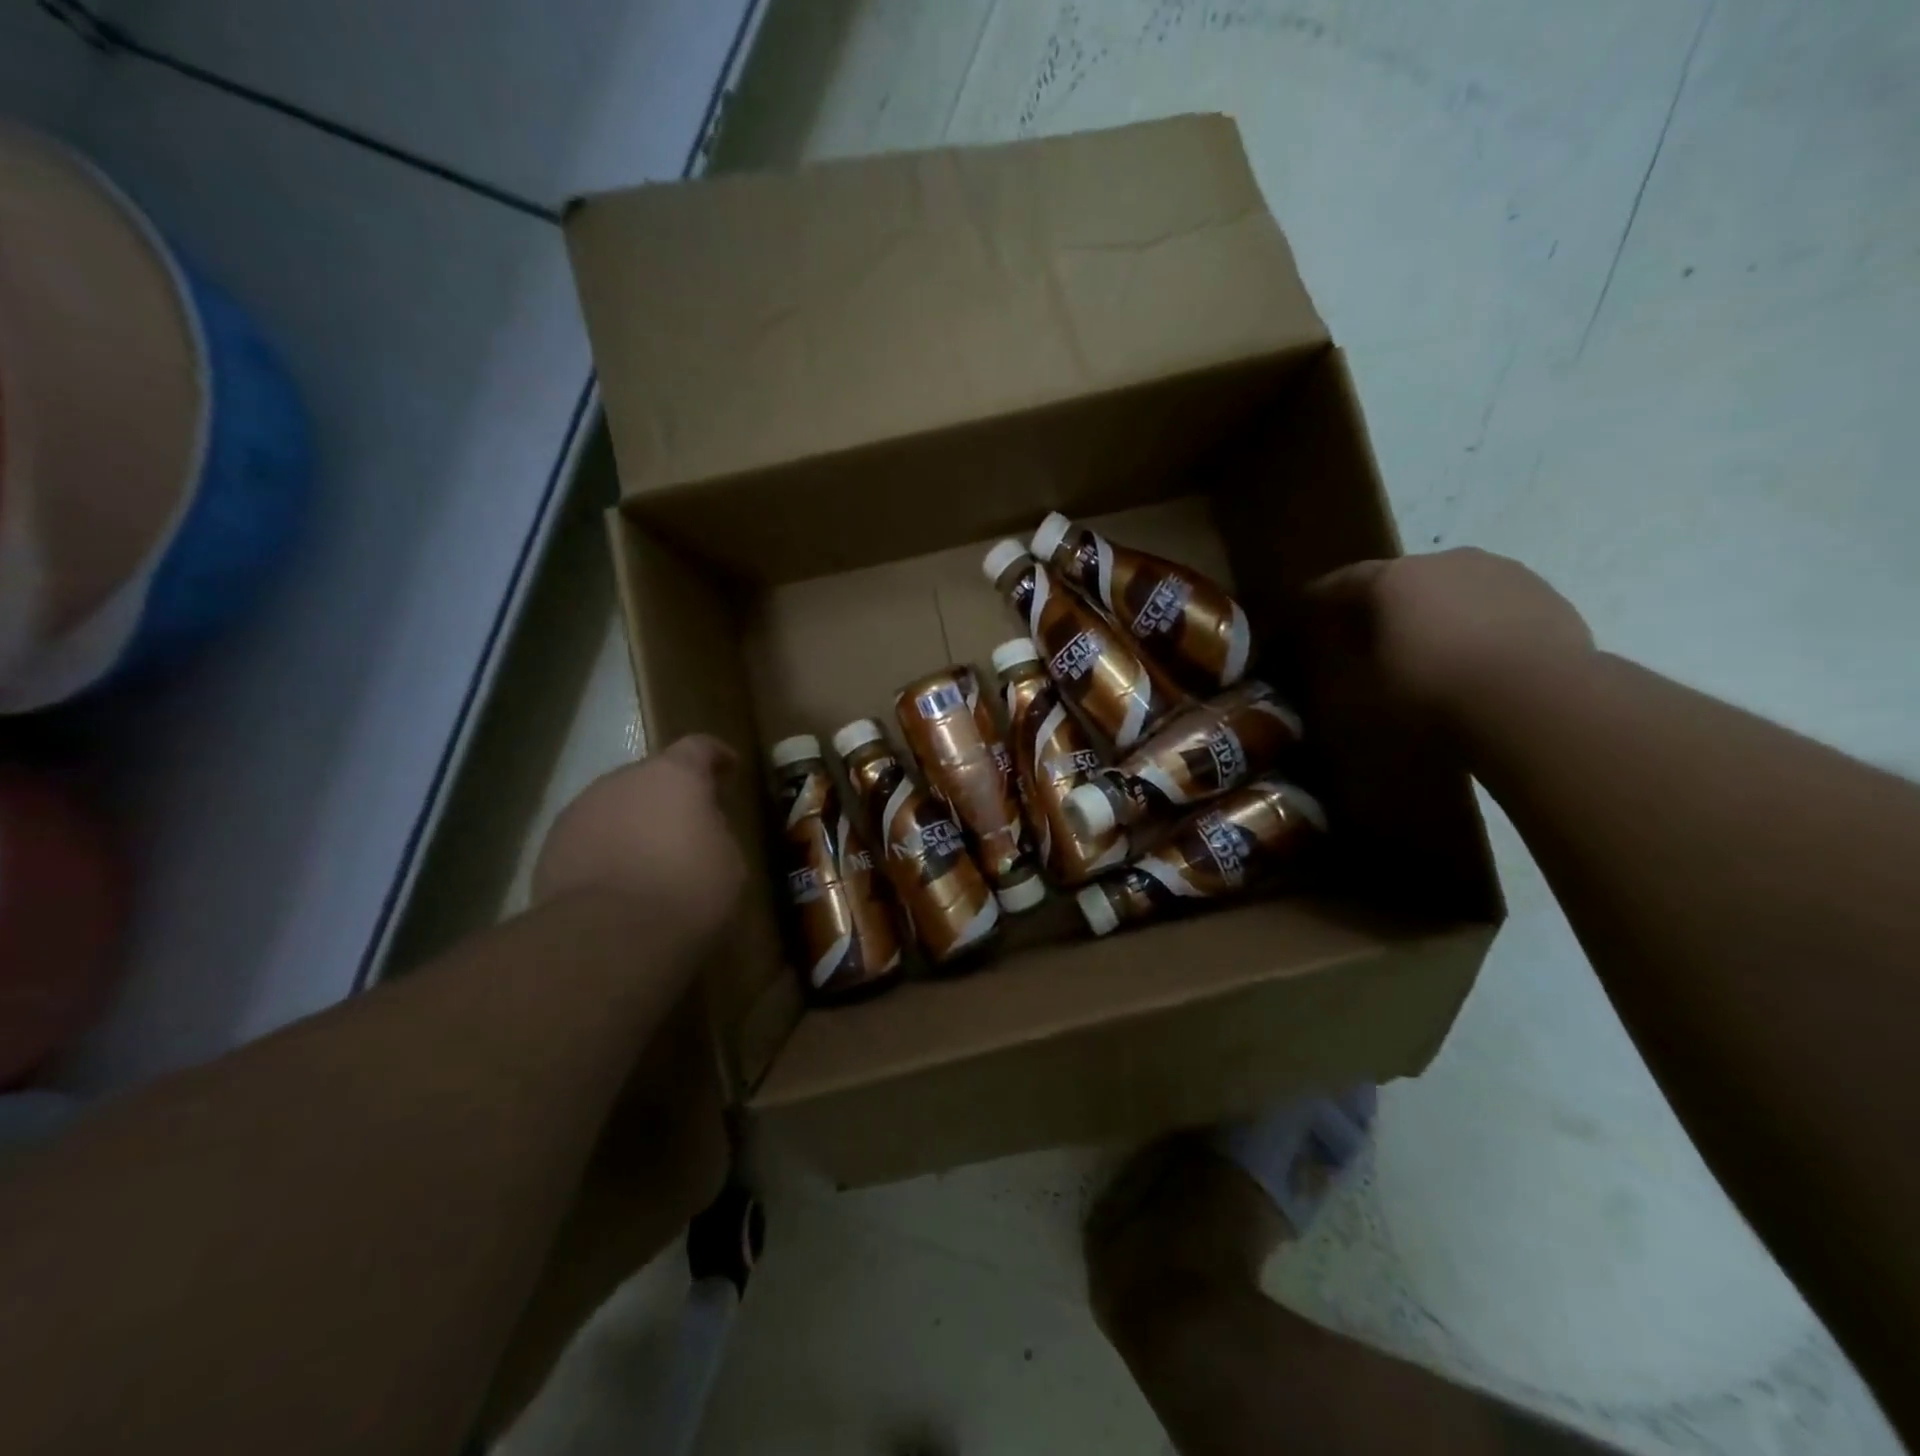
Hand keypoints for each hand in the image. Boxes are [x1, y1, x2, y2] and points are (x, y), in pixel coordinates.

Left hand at [532, 735, 744, 946]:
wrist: (607, 937)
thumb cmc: (687, 890)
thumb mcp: (728, 860)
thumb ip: (715, 831)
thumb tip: (700, 827)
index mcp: (674, 775)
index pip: (699, 748)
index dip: (716, 755)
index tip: (729, 766)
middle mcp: (623, 780)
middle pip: (652, 776)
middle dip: (670, 796)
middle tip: (689, 824)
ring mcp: (581, 810)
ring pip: (616, 806)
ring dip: (634, 823)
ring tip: (650, 858)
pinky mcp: (552, 846)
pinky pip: (590, 837)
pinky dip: (607, 850)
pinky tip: (619, 881)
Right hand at [1302, 548, 1593, 731]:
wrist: (1536, 699)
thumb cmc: (1430, 690)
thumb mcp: (1364, 687)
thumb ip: (1345, 662)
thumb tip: (1339, 650)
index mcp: (1393, 579)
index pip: (1345, 580)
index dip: (1323, 595)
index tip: (1307, 604)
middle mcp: (1445, 561)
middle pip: (1401, 579)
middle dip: (1383, 603)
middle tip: (1370, 633)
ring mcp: (1501, 571)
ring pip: (1452, 588)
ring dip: (1435, 610)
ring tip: (1430, 645)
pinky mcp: (1545, 593)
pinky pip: (1493, 604)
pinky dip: (1477, 622)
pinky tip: (1477, 655)